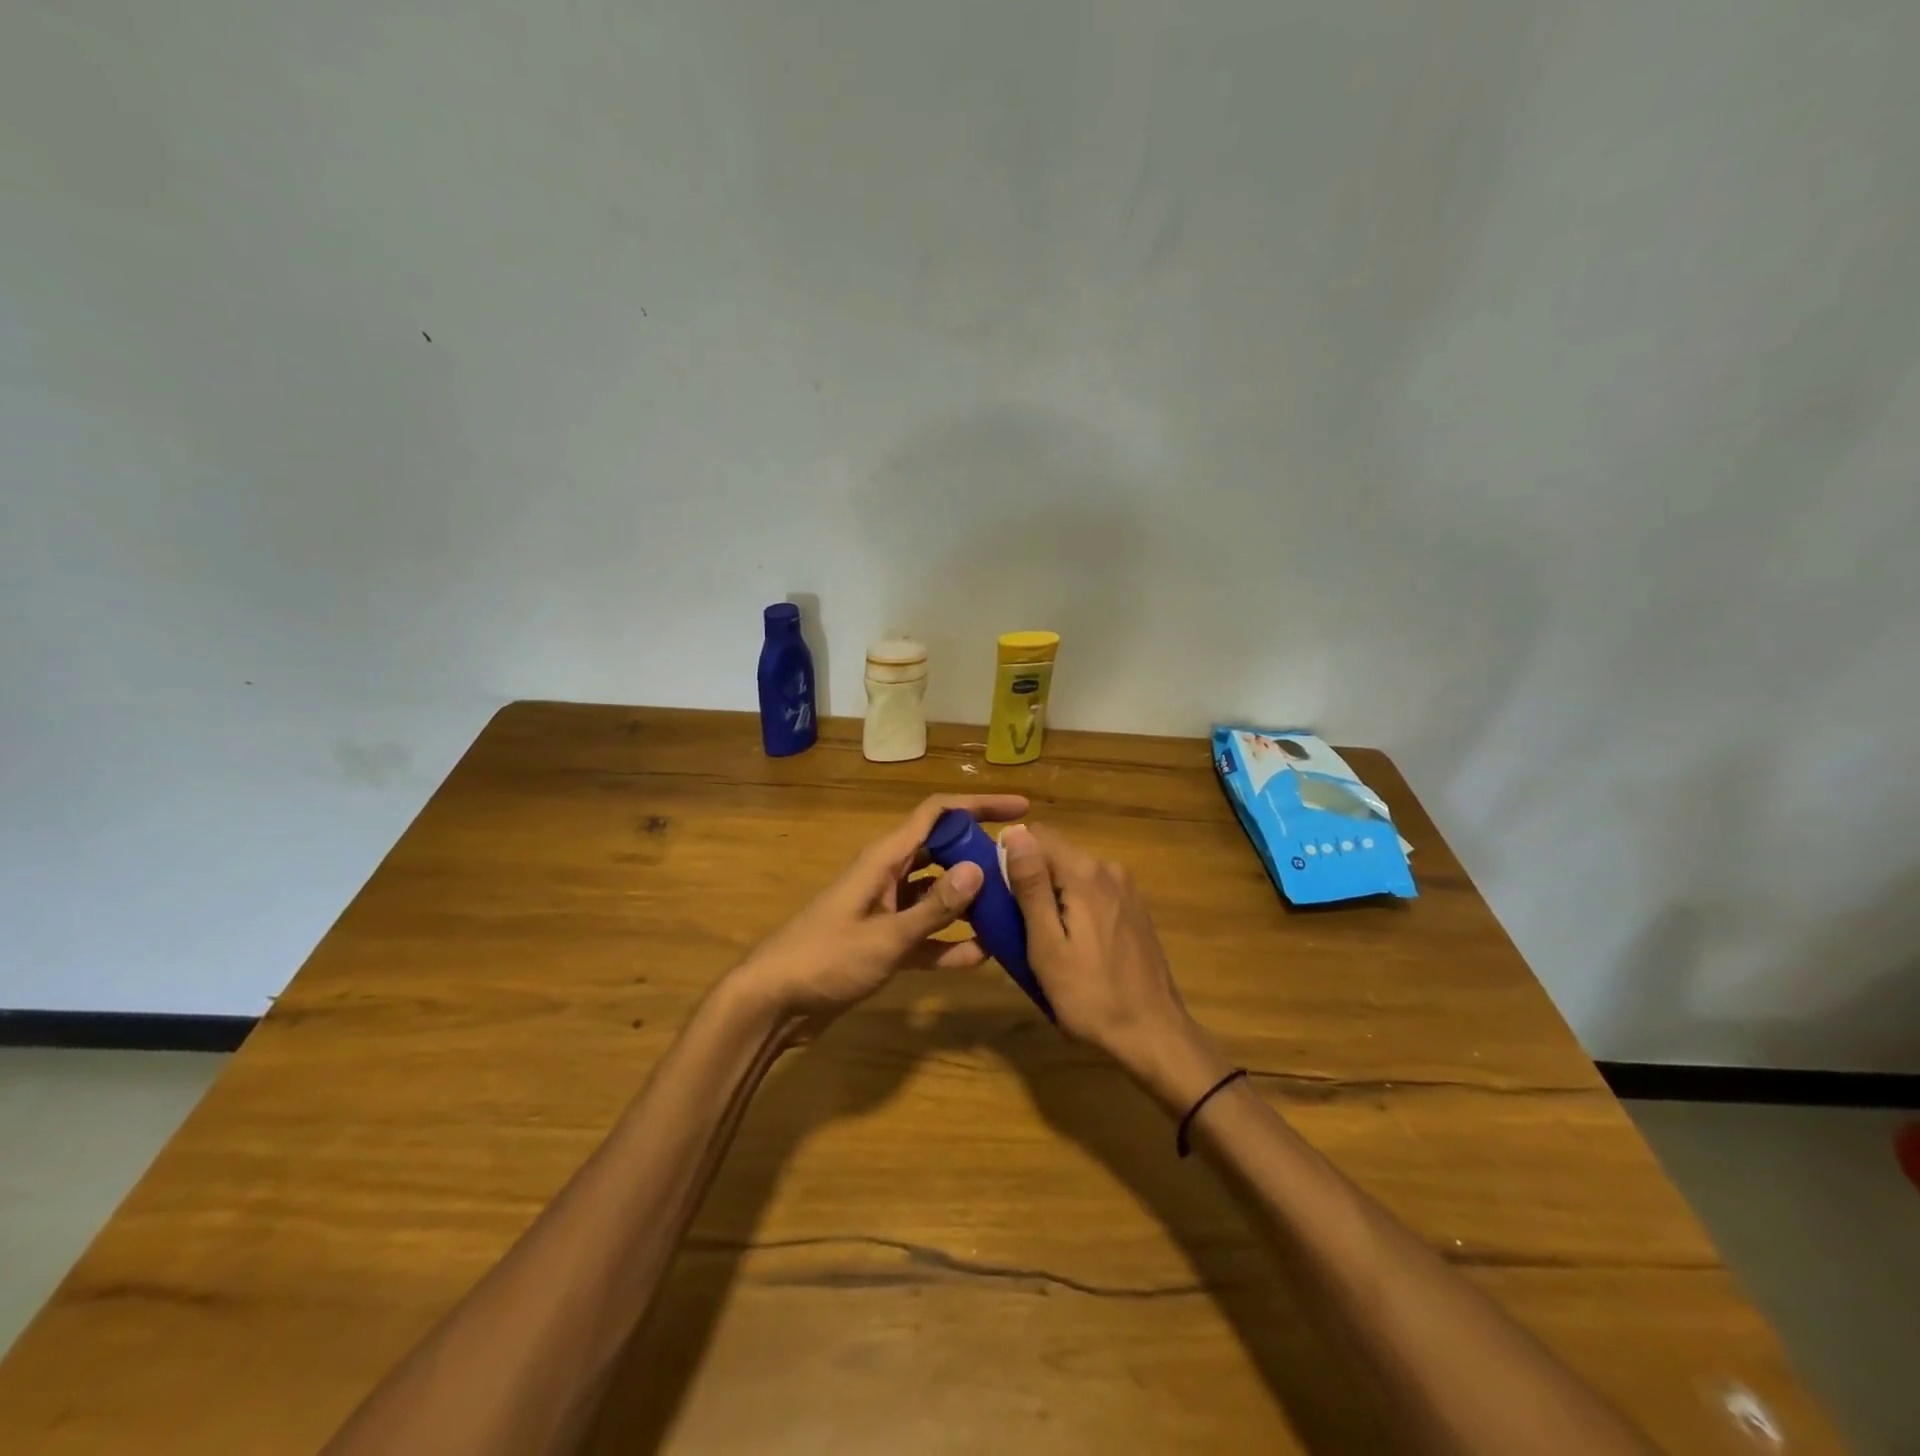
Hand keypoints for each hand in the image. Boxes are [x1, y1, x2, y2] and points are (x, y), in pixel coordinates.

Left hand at [730, 793, 1029, 1040]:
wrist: (773, 1003)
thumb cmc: (825, 959)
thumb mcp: (885, 936)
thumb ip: (934, 908)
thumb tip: (980, 870)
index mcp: (884, 860)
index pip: (936, 814)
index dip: (978, 805)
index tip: (1021, 809)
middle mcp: (888, 876)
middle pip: (941, 850)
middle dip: (979, 854)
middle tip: (1021, 869)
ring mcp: (885, 910)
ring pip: (937, 893)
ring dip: (969, 900)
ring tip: (1011, 908)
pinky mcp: (883, 943)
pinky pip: (925, 934)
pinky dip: (949, 941)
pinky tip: (982, 955)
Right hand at [1002, 824, 1229, 1109]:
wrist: (1153, 1035)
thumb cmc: (1089, 995)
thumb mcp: (1046, 944)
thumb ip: (1030, 885)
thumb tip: (1013, 831)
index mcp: (1086, 873)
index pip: (1037, 835)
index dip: (1010, 856)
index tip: (998, 892)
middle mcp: (1109, 869)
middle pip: (1056, 855)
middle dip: (1031, 881)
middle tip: (1014, 926)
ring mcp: (1127, 889)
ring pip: (1074, 876)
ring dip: (1052, 897)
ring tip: (1041, 942)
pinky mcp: (1135, 909)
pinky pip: (1093, 893)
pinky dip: (1075, 908)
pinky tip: (1073, 946)